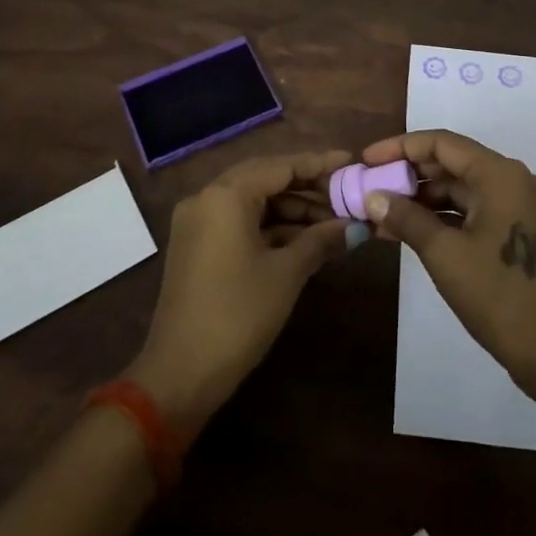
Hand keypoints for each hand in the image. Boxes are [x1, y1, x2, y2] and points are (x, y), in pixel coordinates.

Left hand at [126, 150, 352, 439]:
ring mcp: (198, 222)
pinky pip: (238, 220)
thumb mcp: (286, 273)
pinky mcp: (196, 245)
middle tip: (345, 195)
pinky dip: (270, 226)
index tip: (351, 161)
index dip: (319, 163)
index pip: (281, 166)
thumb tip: (355, 226)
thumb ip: (321, 240)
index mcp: (226, 195)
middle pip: (265, 178)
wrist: (180, 374)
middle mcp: (207, 197)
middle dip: (307, 187)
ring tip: (332, 223)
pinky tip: (303, 239)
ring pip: (252, 200)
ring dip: (291, 209)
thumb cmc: (238, 314)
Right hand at [359, 130, 535, 398]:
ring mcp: (522, 206)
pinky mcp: (522, 230)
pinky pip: (476, 209)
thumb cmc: (497, 296)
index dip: (400, 147)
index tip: (366, 160)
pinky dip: (444, 216)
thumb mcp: (443, 254)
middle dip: (409, 174)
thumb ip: (405, 217)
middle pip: (454, 163)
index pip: (442, 144)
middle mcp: (516, 180)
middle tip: (370, 186)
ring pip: (463, 188)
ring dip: (424, 198)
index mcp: (502, 175)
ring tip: (381, 212)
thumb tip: (371, 197)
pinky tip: (409, 229)